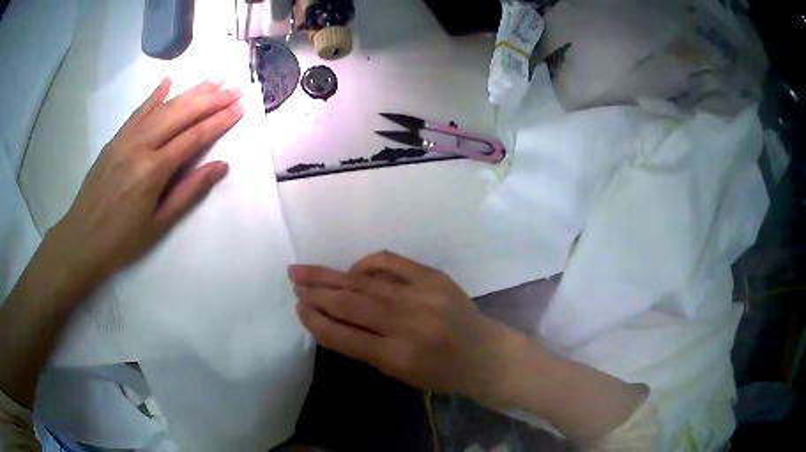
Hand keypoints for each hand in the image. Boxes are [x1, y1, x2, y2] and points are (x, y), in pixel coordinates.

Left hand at [50, 77, 243, 294]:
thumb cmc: (122, 240)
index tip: (240, 107)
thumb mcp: (159, 225)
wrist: (82, 239)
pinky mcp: (115, 139)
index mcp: (153, 170)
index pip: (194, 137)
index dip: (219, 121)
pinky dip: (154, 95)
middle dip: (211, 99)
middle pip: (181, 114)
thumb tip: (220, 166)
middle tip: (235, 88)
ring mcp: (125, 138)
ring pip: (162, 107)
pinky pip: (138, 112)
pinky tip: (168, 81)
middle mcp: (140, 145)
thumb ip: (189, 192)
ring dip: (190, 92)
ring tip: (213, 80)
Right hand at [289, 251, 524, 404]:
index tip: (299, 309)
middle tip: (293, 281)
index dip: (316, 321)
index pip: (344, 336)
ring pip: (365, 282)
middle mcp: (408, 324)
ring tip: (305, 271)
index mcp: (398, 357)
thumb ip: (365, 347)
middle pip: (350, 304)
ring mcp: (423, 296)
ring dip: (331, 275)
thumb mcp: (400, 373)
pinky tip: (352, 270)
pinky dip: (366, 264)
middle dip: (316, 292)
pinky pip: (390, 262)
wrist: (486, 355)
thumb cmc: (442, 373)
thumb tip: (330, 318)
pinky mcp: (434, 277)